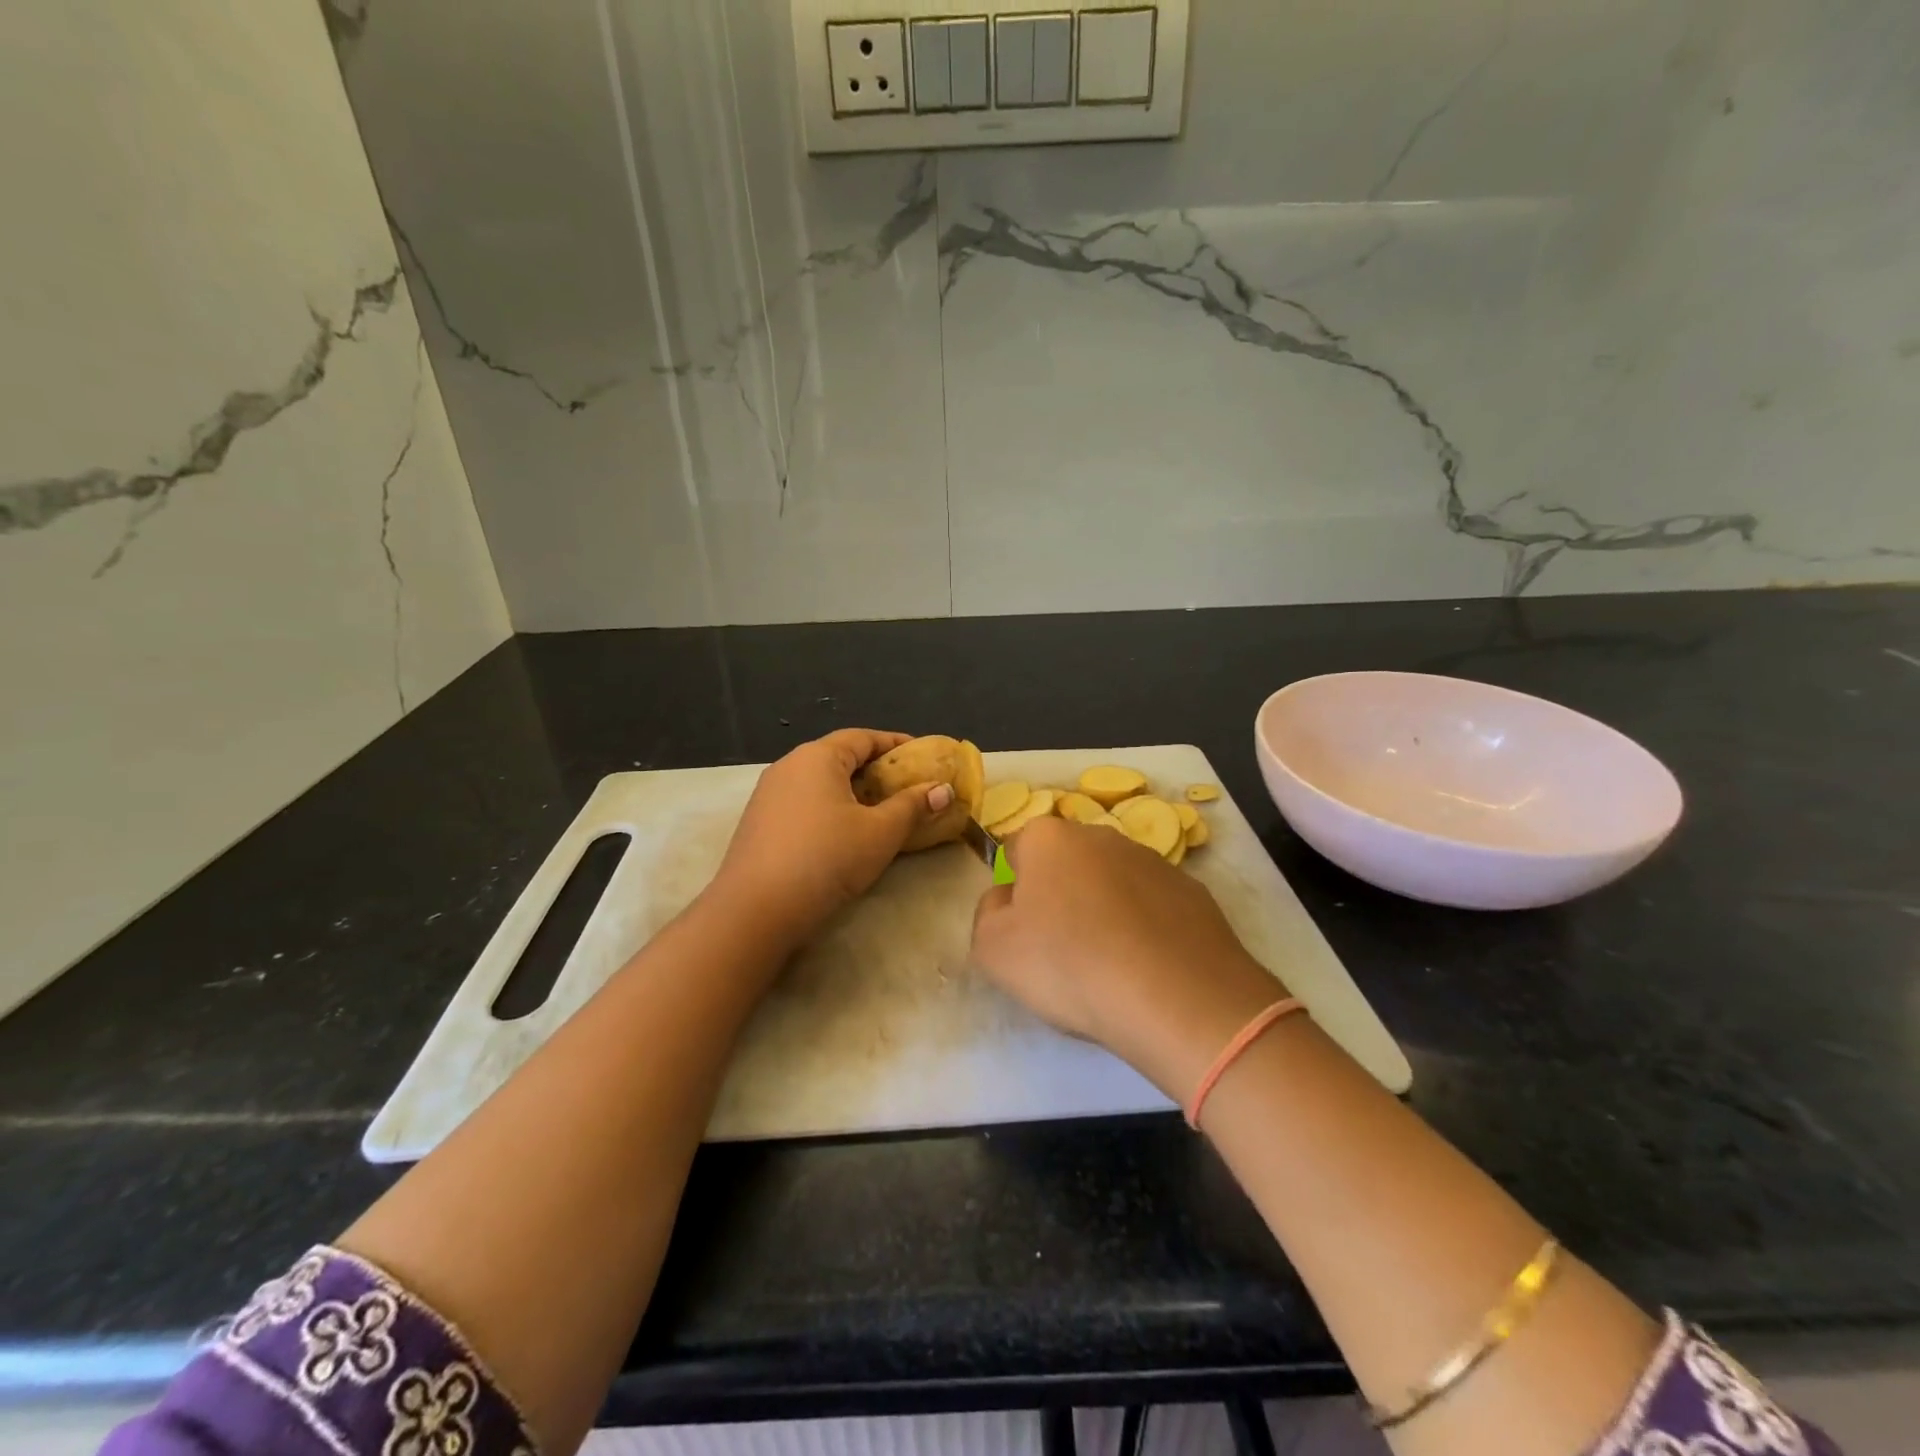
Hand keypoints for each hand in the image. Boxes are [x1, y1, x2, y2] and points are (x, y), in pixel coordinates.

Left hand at [711, 729, 955, 946]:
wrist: (755, 910)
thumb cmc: (826, 859)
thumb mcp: (880, 833)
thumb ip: (913, 806)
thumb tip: (944, 789)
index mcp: (818, 756)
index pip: (864, 737)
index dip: (896, 744)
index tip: (923, 755)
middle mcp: (789, 766)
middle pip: (840, 757)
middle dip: (876, 769)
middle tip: (907, 786)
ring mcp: (769, 794)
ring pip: (821, 782)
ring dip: (853, 791)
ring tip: (881, 811)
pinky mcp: (759, 822)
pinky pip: (804, 802)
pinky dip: (831, 808)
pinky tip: (844, 833)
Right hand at [969, 817, 1286, 1102]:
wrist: (1174, 997)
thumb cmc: (1068, 965)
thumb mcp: (993, 949)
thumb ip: (988, 912)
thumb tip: (1006, 897)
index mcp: (1049, 838)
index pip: (1017, 849)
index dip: (1015, 889)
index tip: (1023, 929)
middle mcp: (1102, 835)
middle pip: (1067, 862)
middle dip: (1061, 894)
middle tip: (1062, 949)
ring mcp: (1153, 860)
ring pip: (1112, 882)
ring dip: (1104, 910)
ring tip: (1110, 965)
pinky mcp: (1193, 891)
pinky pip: (1152, 906)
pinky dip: (1145, 928)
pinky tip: (1147, 968)